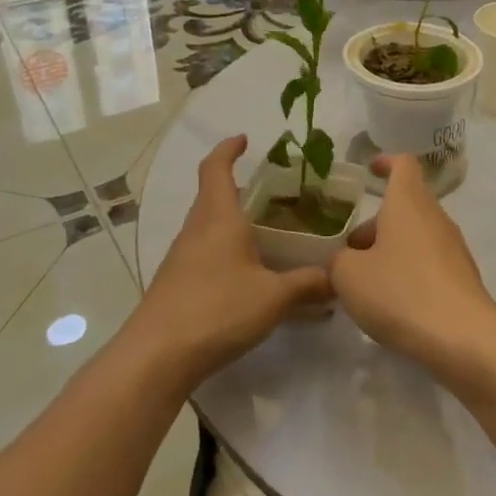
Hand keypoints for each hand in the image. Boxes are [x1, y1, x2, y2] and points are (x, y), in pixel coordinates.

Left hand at [137, 136, 332, 382]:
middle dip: (237, 187)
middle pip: (211, 196)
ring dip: (231, 221)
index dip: (228, 149)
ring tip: (266, 232)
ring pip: (208, 226)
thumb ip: (308, 284)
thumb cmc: (216, 310)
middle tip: (274, 193)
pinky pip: (204, 252)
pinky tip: (247, 273)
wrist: (156, 356)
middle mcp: (196, 230)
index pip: (216, 168)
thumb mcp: (273, 297)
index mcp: (218, 218)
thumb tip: (338, 277)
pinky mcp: (176, 284)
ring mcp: (181, 258)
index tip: (244, 139)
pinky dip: (225, 250)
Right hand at [331, 155, 495, 376]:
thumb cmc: (400, 292)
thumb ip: (338, 261)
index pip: (403, 164)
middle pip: (404, 207)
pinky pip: (428, 263)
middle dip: (375, 225)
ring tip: (364, 284)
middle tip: (348, 253)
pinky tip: (392, 304)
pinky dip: (408, 272)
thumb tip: (344, 259)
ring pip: (415, 236)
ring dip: (389, 251)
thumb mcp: (349, 276)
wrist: (463, 338)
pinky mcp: (462, 277)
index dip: (386, 163)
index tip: (369, 171)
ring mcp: (453, 247)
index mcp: (408, 203)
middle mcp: (435, 217)